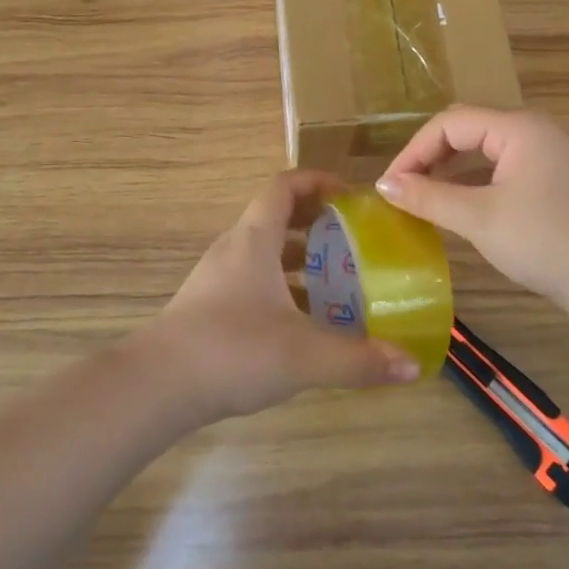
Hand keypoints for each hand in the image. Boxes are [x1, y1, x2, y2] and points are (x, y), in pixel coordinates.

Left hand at [142, 170, 421, 422]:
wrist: (156, 387)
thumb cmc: (232, 350)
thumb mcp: (304, 355)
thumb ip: (359, 359)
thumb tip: (412, 364)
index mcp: (254, 239)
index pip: (284, 187)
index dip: (317, 181)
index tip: (351, 195)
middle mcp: (234, 249)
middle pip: (276, 218)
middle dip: (317, 224)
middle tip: (355, 241)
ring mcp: (218, 279)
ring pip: (265, 254)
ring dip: (300, 260)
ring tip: (338, 282)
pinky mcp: (210, 308)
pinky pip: (254, 282)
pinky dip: (282, 289)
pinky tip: (304, 323)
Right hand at [376, 107, 568, 318]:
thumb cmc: (545, 241)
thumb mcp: (480, 218)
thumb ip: (429, 198)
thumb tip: (384, 185)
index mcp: (517, 127)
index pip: (450, 123)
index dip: (414, 151)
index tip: (389, 185)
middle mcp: (532, 130)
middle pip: (467, 129)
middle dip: (430, 156)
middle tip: (403, 188)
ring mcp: (545, 154)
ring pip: (484, 149)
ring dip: (450, 168)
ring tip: (423, 196)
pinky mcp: (551, 179)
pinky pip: (500, 167)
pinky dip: (473, 180)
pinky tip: (458, 204)